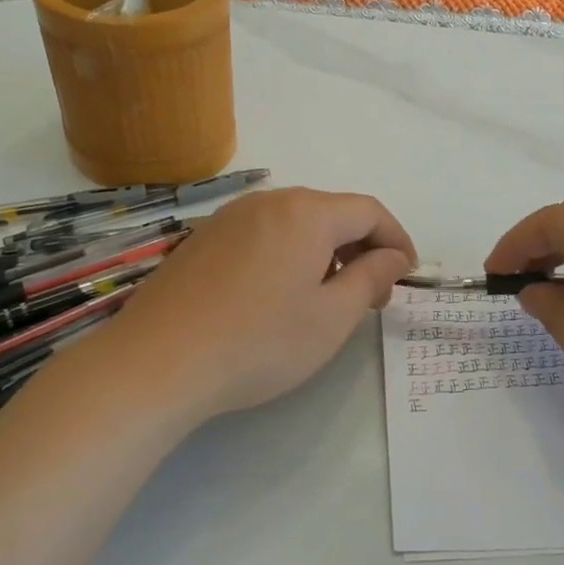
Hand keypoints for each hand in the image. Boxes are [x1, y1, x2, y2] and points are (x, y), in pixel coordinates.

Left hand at [101, 187, 415, 420]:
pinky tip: (278, 296)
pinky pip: (263, 234)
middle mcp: (269, 201)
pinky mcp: (203, 239)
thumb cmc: (259, 342)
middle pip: (332, 212)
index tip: (406, 276)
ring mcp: (230, 217)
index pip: (369, 211)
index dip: (397, 239)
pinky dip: (288, 255)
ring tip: (327, 298)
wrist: (156, 363)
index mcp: (307, 212)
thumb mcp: (331, 318)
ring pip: (296, 223)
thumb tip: (393, 257)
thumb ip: (371, 278)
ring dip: (325, 252)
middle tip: (371, 296)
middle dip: (362, 248)